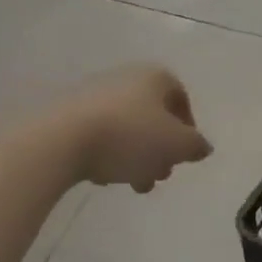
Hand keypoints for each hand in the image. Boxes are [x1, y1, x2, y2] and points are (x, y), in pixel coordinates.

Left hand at [48, 66, 212, 191]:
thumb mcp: (177, 145)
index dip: (188, 128)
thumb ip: (196, 146)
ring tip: (134, 183)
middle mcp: (125, 78)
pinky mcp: (66, 114)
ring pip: (126, 128)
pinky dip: (107, 153)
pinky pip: (98, 133)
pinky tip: (104, 175)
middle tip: (160, 175)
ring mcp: (93, 94)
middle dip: (160, 149)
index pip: (181, 98)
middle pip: (153, 116)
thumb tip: (202, 147)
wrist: (59, 140)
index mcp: (155, 77)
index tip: (183, 155)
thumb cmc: (129, 136)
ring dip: (136, 156)